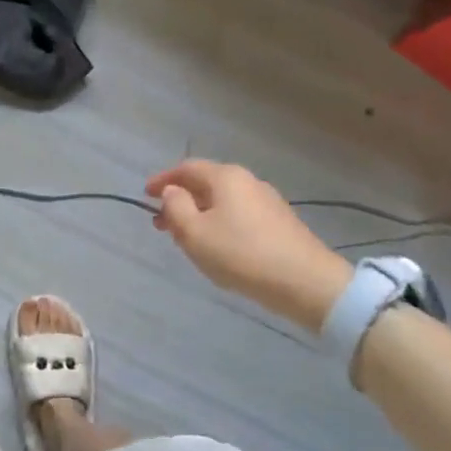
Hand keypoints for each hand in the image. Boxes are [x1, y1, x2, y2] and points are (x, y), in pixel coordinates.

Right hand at [146, 160, 350, 327]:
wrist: (305, 282)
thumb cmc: (241, 254)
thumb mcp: (194, 233)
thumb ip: (176, 208)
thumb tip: (172, 191)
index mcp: (225, 177)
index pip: (186, 168)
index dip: (163, 180)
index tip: (145, 195)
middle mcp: (248, 181)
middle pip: (206, 183)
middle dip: (180, 200)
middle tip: (161, 223)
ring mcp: (267, 201)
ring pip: (223, 201)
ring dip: (200, 214)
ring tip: (185, 238)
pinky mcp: (279, 223)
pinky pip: (239, 215)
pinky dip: (219, 223)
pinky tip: (217, 246)